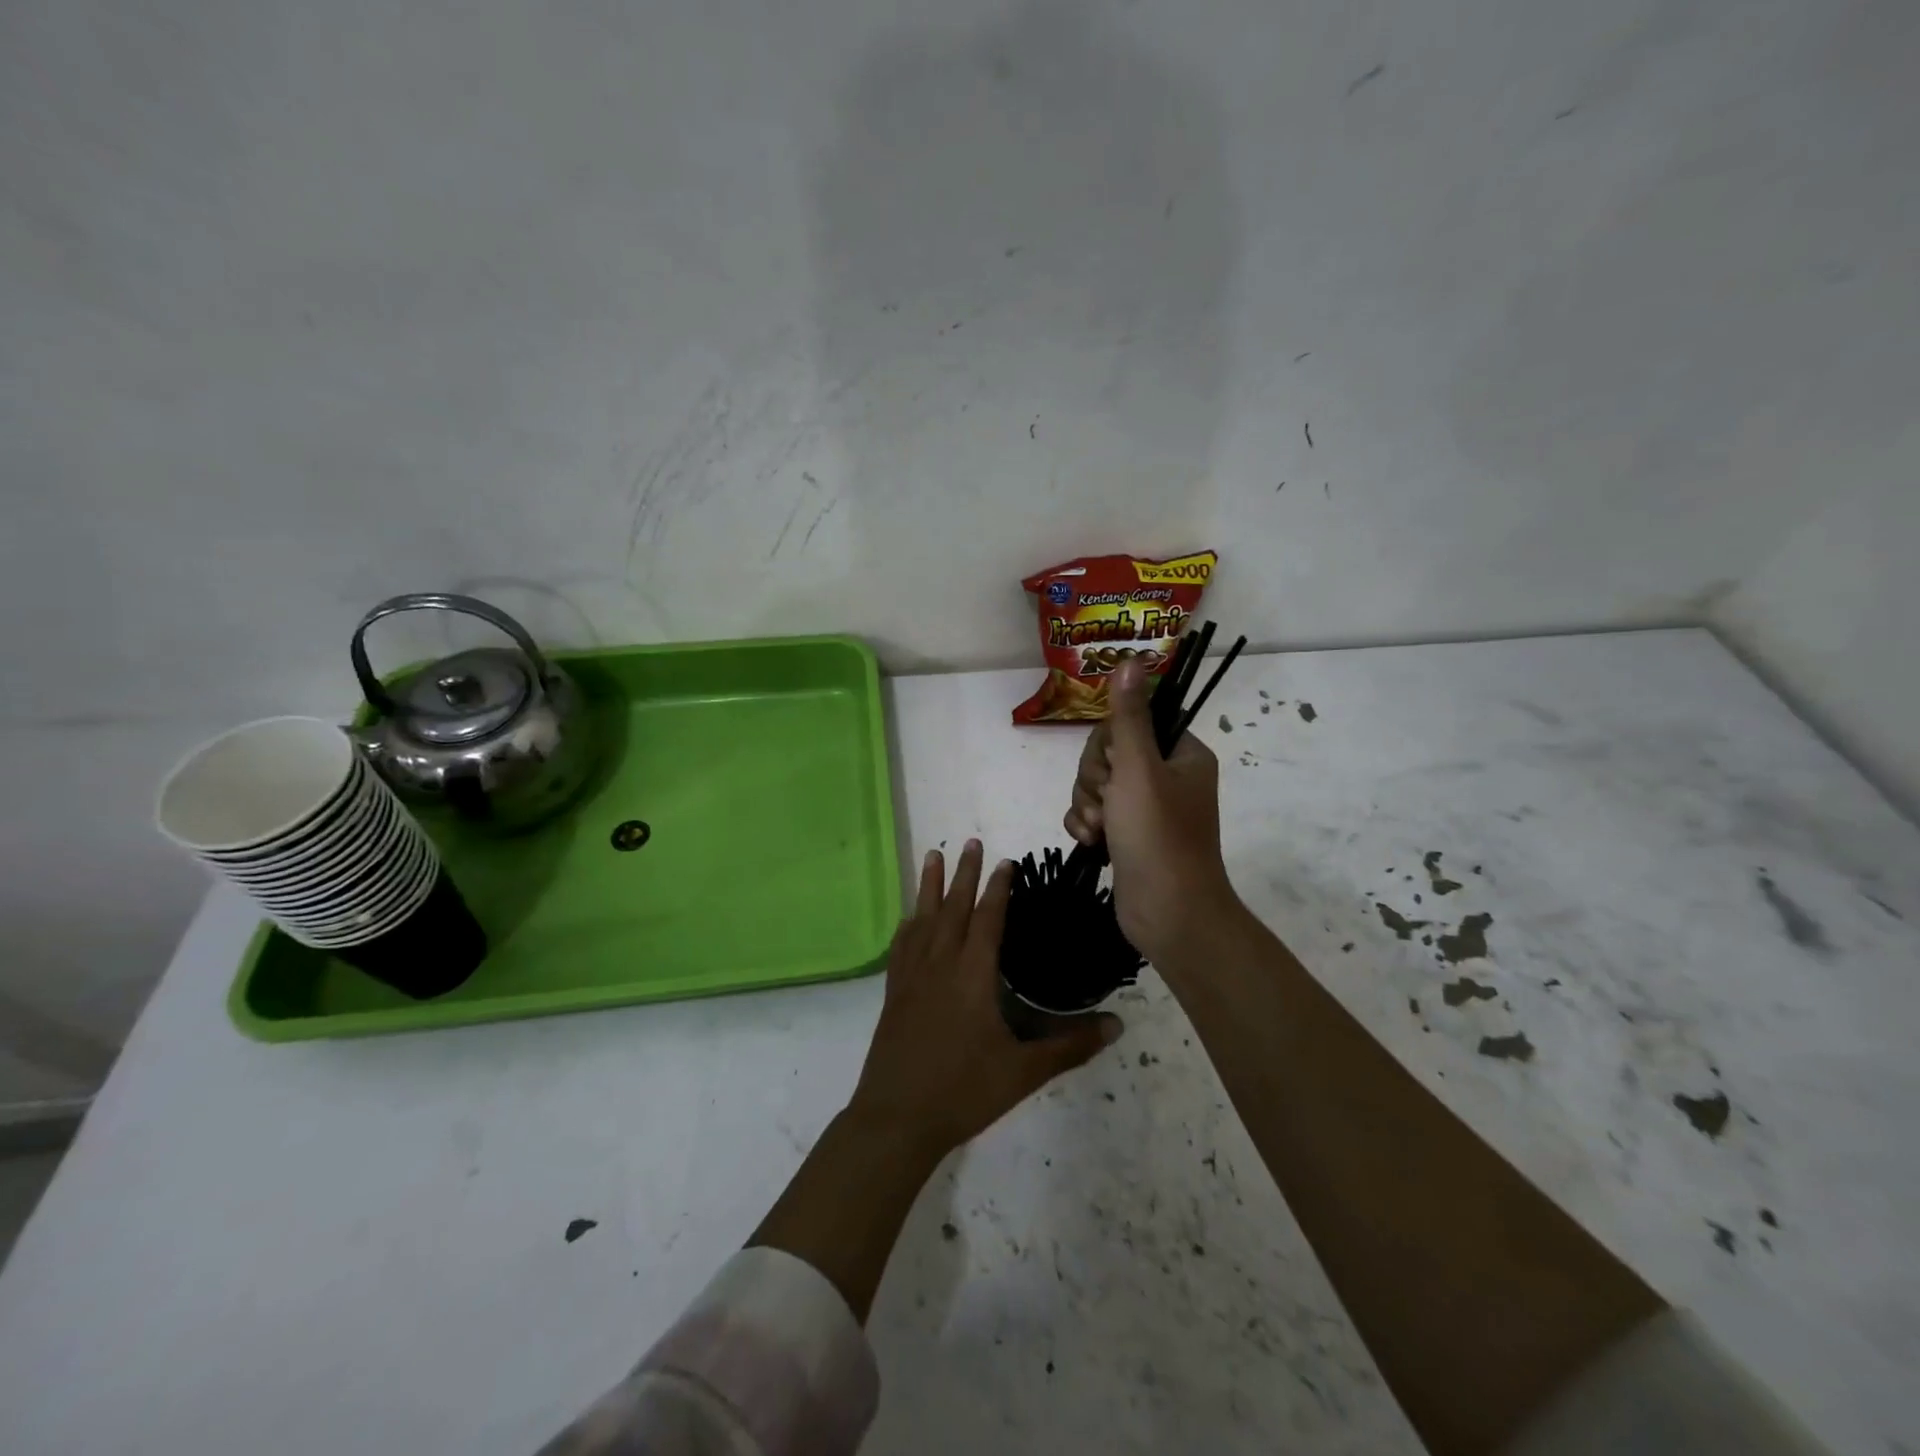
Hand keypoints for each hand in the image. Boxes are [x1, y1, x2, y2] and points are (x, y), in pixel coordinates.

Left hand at [847, 840, 1121, 1159]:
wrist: (896, 1118)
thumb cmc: (963, 1092)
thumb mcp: (1022, 1072)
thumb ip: (1069, 1046)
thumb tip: (1117, 1026)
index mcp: (972, 975)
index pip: (988, 920)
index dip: (998, 889)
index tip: (1006, 862)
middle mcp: (940, 964)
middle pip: (953, 908)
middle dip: (963, 874)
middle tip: (969, 841)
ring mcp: (911, 977)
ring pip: (923, 919)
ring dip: (931, 886)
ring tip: (934, 855)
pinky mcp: (893, 992)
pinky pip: (902, 945)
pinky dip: (909, 923)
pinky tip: (910, 918)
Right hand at [1064, 660, 1239, 965]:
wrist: (1168, 914)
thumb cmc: (1157, 836)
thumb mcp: (1138, 769)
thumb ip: (1128, 717)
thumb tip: (1131, 660)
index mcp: (1182, 754)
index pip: (1130, 724)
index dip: (1108, 745)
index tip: (1112, 768)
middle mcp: (1167, 777)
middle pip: (1107, 755)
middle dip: (1095, 781)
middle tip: (1107, 806)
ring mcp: (1147, 808)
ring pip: (1096, 786)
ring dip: (1088, 806)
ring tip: (1100, 832)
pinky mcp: (1129, 835)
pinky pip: (1095, 813)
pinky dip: (1087, 826)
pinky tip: (1091, 844)